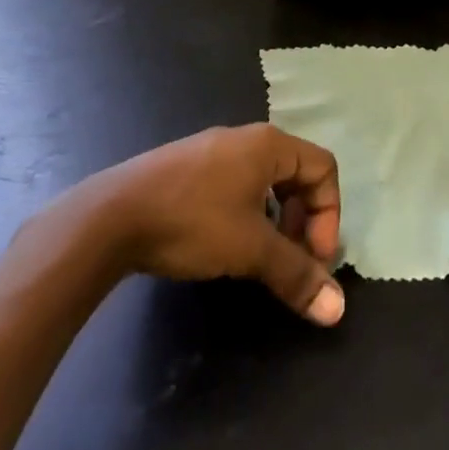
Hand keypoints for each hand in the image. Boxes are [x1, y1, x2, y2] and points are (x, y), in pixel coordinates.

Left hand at [80, 125, 345, 325]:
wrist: (110, 217)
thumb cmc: (192, 222)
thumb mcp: (250, 250)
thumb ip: (296, 274)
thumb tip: (338, 310)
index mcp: (269, 144)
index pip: (324, 168)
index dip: (329, 215)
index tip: (313, 259)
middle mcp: (245, 138)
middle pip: (297, 175)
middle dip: (303, 221)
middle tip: (291, 261)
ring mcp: (212, 151)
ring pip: (265, 183)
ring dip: (275, 221)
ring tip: (260, 259)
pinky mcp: (187, 168)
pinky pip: (235, 185)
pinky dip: (246, 215)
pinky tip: (224, 246)